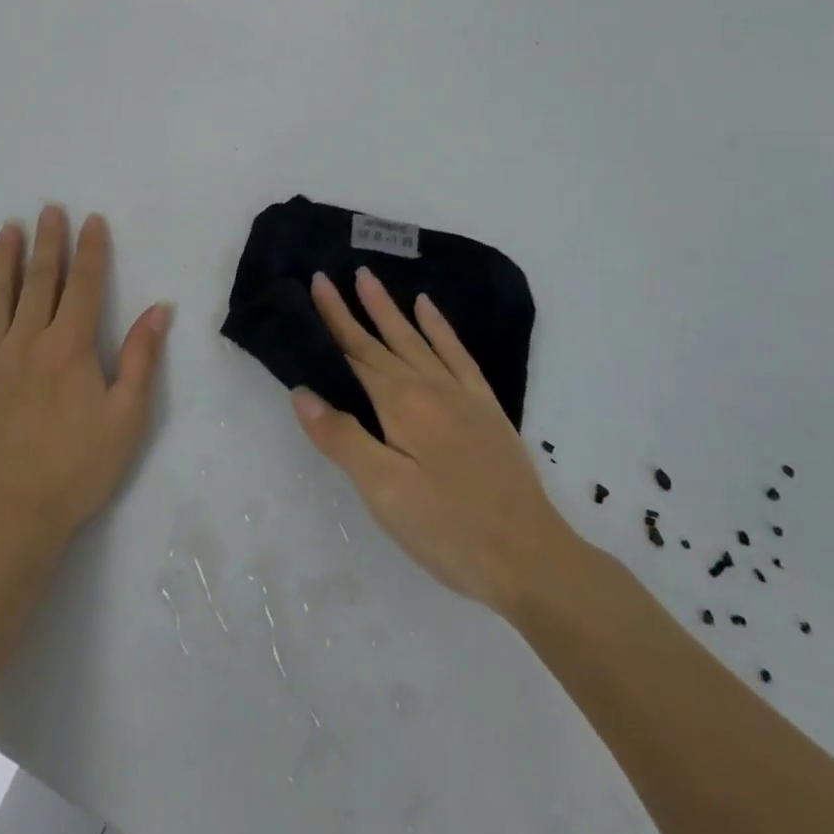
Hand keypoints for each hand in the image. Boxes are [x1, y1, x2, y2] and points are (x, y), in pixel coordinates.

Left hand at [0, 207, 171, 549]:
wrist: (9, 517)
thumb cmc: (77, 468)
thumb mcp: (127, 418)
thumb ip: (141, 358)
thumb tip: (159, 309)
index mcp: (70, 348)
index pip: (83, 286)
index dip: (90, 250)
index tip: (90, 220)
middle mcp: (26, 341)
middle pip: (39, 281)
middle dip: (48, 242)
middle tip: (48, 209)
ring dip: (4, 259)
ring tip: (9, 229)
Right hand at [291, 268, 575, 617]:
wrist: (530, 559)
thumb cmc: (447, 528)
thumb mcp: (382, 491)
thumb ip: (341, 437)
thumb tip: (302, 391)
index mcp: (400, 404)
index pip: (356, 353)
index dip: (334, 319)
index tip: (317, 283)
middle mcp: (430, 387)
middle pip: (383, 341)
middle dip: (355, 308)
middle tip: (334, 274)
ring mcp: (462, 395)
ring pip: (418, 340)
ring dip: (392, 310)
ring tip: (371, 280)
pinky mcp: (486, 409)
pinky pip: (458, 355)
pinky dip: (441, 328)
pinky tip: (430, 311)